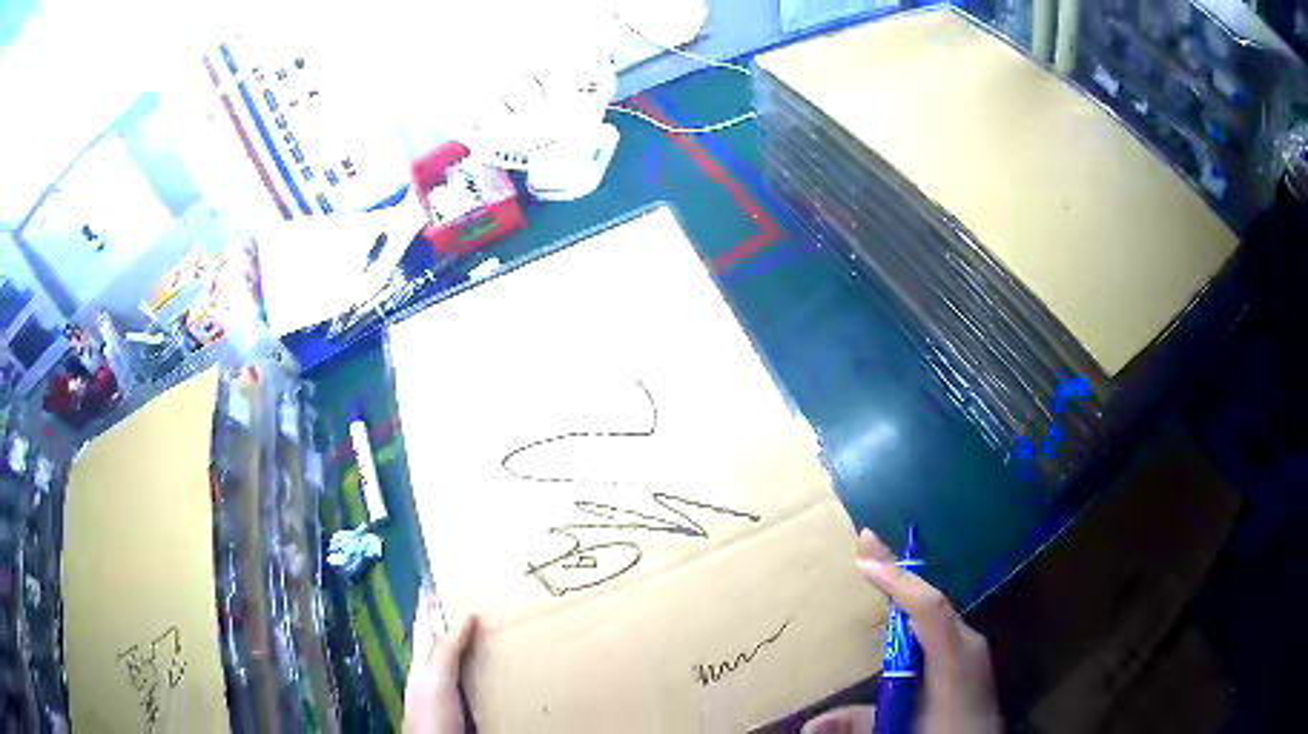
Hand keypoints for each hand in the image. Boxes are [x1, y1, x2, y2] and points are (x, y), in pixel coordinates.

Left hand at [403, 589, 476, 733]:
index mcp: (423, 661)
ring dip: (468, 645)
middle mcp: (433, 673)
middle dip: (450, 621)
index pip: (424, 626)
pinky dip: (481, 670)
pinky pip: (472, 680)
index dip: (427, 605)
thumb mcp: (437, 678)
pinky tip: (493, 672)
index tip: (431, 581)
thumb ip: (447, 649)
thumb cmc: (431, 714)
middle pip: (440, 641)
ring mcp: (447, 692)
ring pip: (457, 660)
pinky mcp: (464, 708)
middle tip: (466, 600)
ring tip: (485, 630)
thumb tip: (467, 615)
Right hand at [802, 529, 1000, 733]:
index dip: (898, 580)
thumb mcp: (903, 730)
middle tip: (865, 542)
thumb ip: (861, 723)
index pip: (928, 609)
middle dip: (897, 571)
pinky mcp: (968, 658)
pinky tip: (898, 609)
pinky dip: (915, 608)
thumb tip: (809, 723)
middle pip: (930, 599)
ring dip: (905, 587)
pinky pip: (938, 622)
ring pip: (935, 609)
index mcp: (956, 660)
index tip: (864, 555)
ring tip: (876, 565)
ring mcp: (971, 649)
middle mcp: (968, 645)